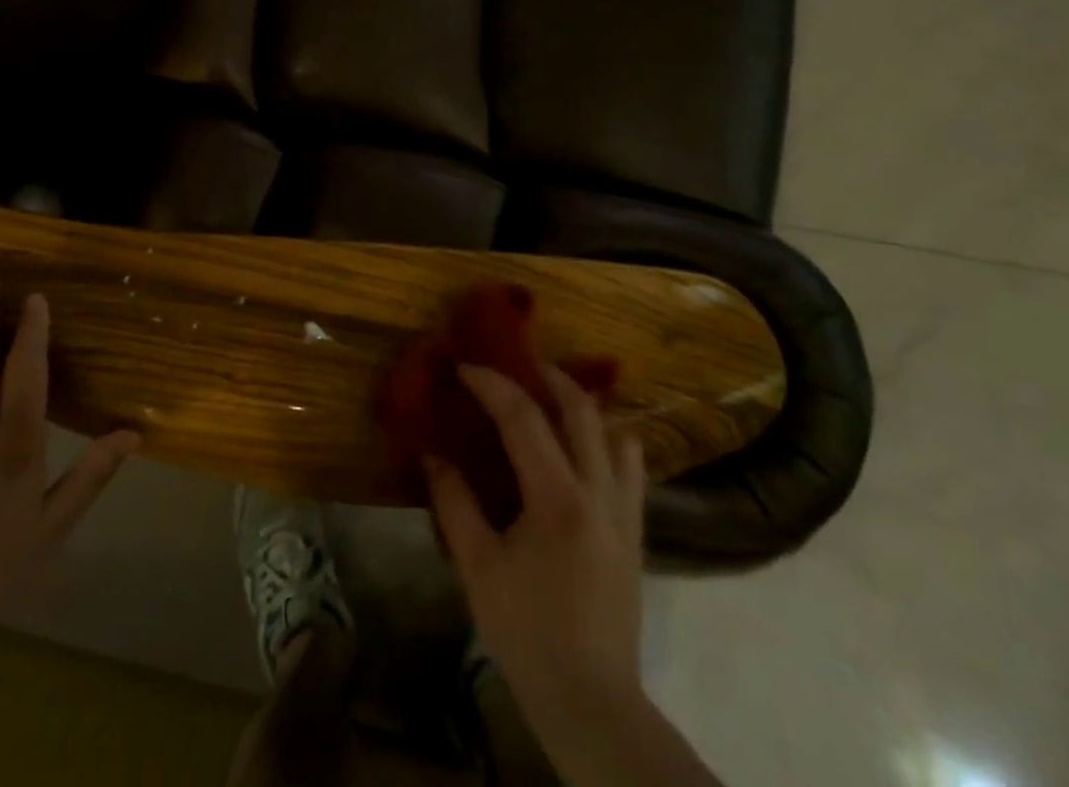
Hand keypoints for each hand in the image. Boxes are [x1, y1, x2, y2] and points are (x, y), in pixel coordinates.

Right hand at [425, 364, 647, 755]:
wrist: (593, 702)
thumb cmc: (528, 633)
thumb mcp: (478, 568)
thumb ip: (455, 503)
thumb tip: (433, 455)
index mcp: (556, 497)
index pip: (523, 417)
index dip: (491, 384)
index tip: (464, 367)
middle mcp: (598, 492)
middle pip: (580, 409)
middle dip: (546, 376)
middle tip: (514, 365)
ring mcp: (624, 512)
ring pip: (614, 433)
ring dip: (581, 406)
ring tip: (550, 398)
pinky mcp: (634, 533)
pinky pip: (631, 470)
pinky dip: (609, 442)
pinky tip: (587, 447)